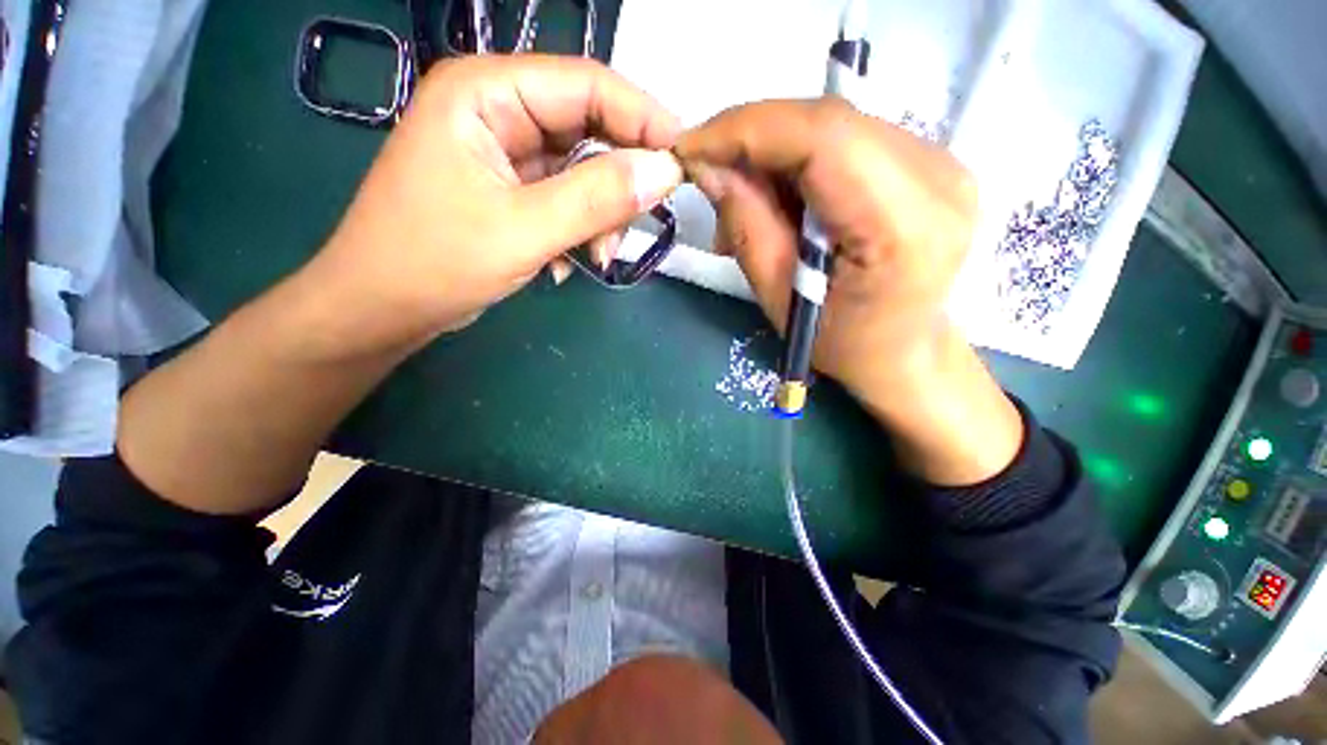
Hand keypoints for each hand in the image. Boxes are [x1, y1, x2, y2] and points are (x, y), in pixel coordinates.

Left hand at [308, 55, 683, 353]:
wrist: (381, 309)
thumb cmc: (435, 262)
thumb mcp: (524, 230)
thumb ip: (597, 198)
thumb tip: (666, 172)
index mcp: (487, 93)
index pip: (588, 85)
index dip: (643, 119)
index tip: (685, 159)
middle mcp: (498, 112)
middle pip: (588, 130)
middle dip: (617, 184)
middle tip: (633, 227)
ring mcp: (505, 154)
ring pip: (582, 172)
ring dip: (598, 218)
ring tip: (595, 258)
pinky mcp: (510, 190)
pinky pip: (566, 200)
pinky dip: (578, 231)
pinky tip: (564, 264)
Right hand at [676, 99, 1022, 484]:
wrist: (903, 351)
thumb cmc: (840, 342)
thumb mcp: (778, 298)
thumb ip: (746, 225)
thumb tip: (709, 166)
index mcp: (904, 226)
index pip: (823, 138)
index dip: (748, 129)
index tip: (693, 146)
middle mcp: (938, 178)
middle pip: (828, 122)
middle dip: (754, 139)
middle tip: (713, 175)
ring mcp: (942, 162)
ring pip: (834, 125)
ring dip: (775, 153)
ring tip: (747, 199)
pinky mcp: (931, 161)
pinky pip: (848, 139)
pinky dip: (801, 159)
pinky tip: (784, 198)